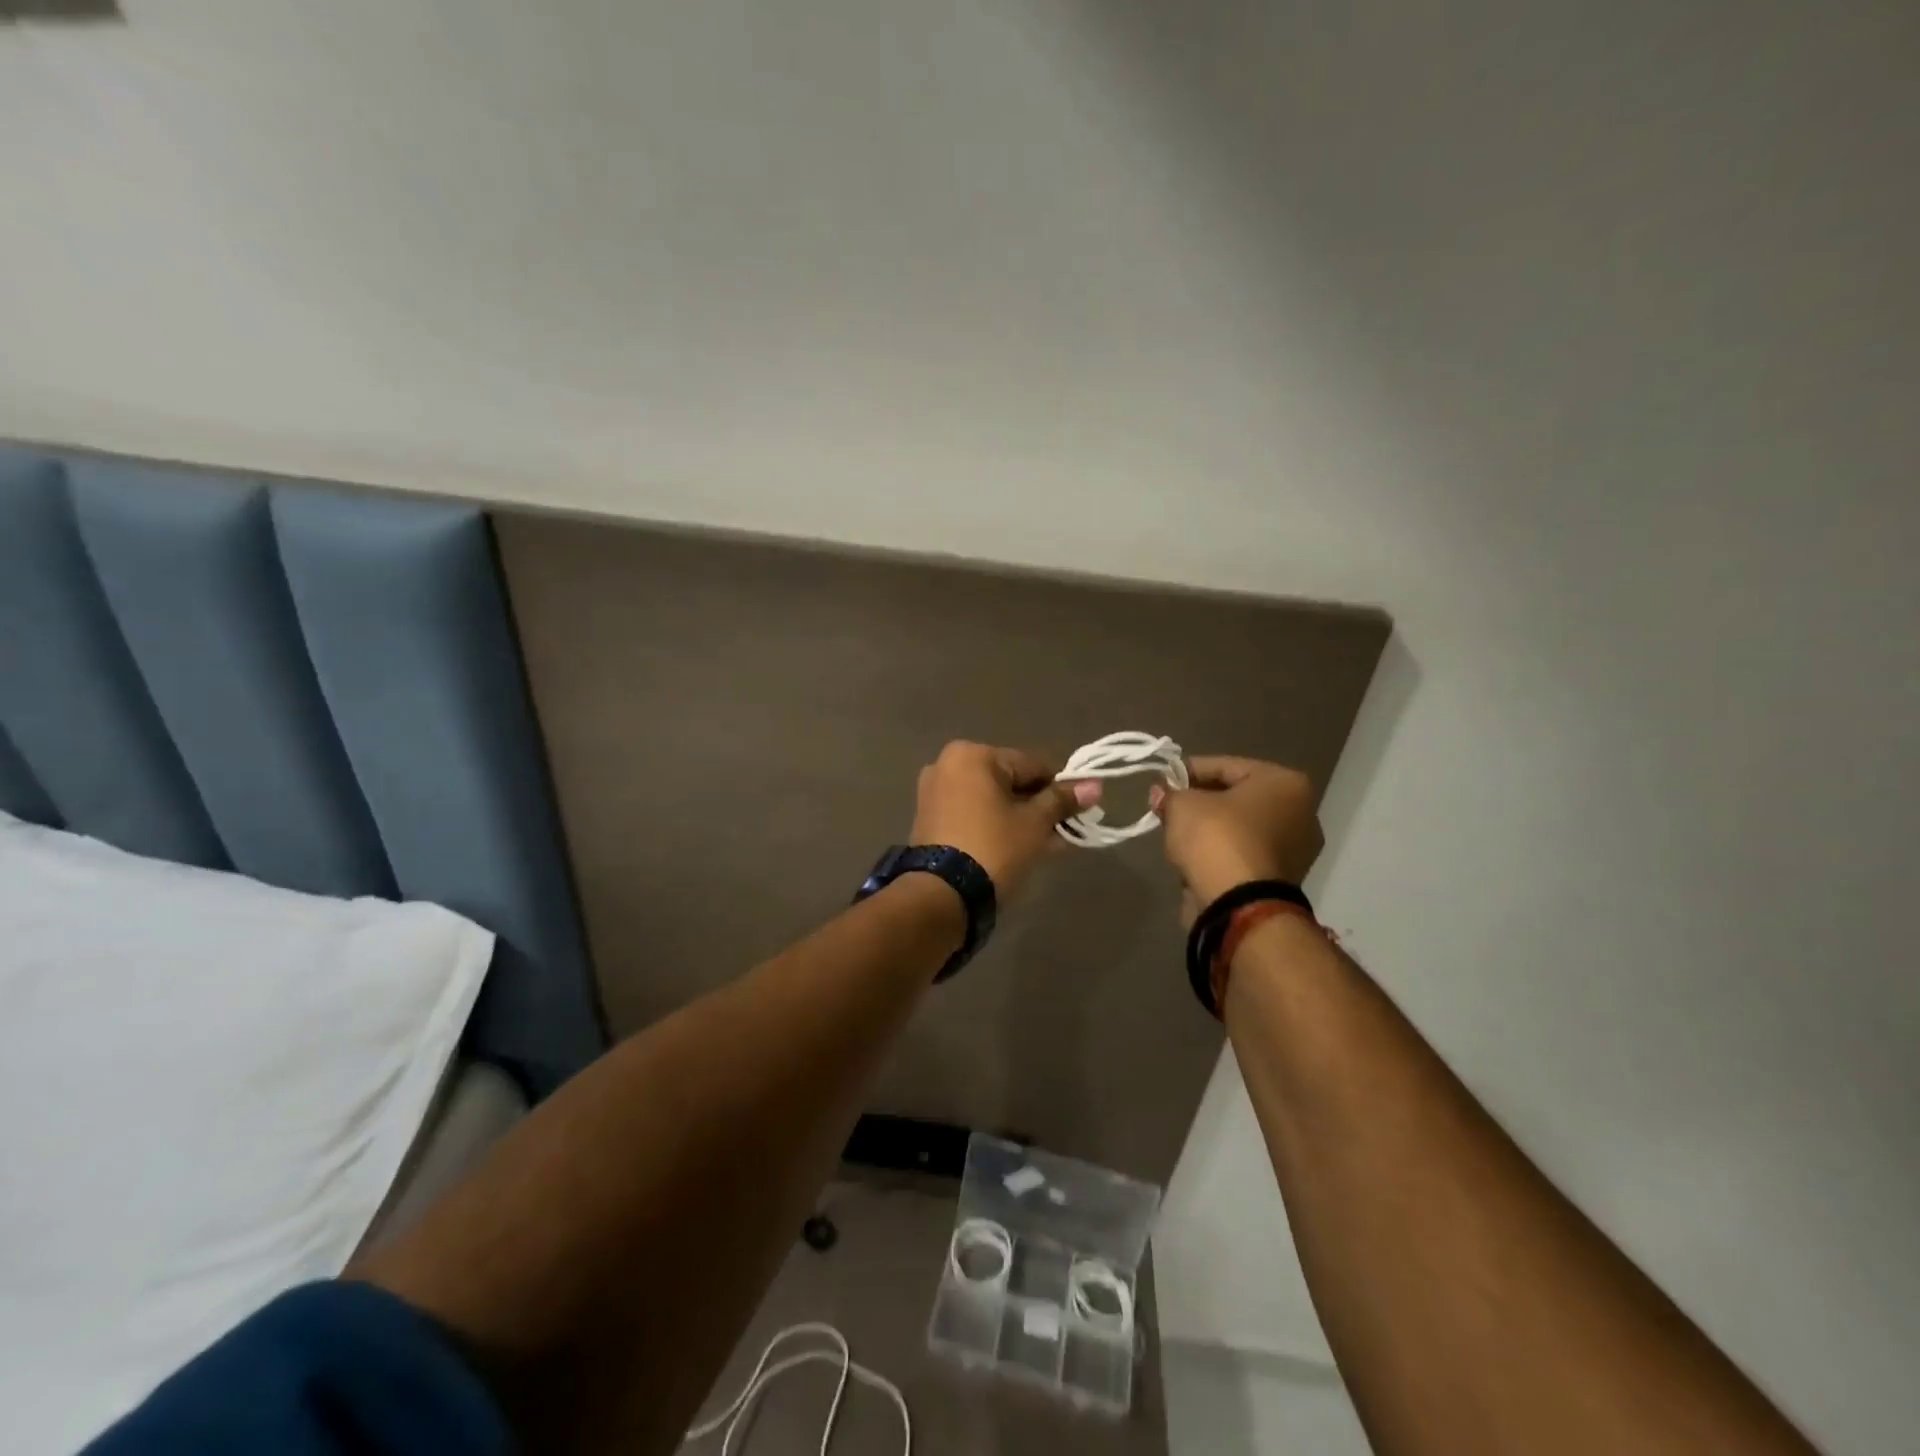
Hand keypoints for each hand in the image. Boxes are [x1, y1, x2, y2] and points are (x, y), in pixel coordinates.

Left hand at [909, 741, 1100, 896]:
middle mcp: (947, 765)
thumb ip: (1062, 801)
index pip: (1031, 765)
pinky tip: (1018, 848)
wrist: (943, 895)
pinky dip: (995, 826)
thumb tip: (1094, 785)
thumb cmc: (994, 847)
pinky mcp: (928, 820)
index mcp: (972, 755)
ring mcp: (934, 793)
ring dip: (1019, 819)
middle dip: (1037, 806)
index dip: (1059, 788)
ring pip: (991, 801)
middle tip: (1062, 832)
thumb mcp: (1034, 823)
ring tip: (1046, 845)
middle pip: (1009, 782)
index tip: (1078, 812)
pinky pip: (972, 814)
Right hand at [1149, 756, 1322, 918]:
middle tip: (1167, 807)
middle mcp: (1301, 812)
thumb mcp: (1182, 805)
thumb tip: (1160, 792)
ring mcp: (1296, 849)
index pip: (1225, 766)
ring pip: (1240, 827)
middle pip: (1236, 796)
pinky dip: (1221, 852)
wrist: (1239, 906)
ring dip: (1210, 828)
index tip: (1162, 782)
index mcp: (1285, 783)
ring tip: (1177, 833)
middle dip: (1199, 800)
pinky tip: (1195, 857)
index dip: (1187, 772)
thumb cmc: (1216, 839)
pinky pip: (1244, 853)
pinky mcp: (1282, 879)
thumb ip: (1170, 793)